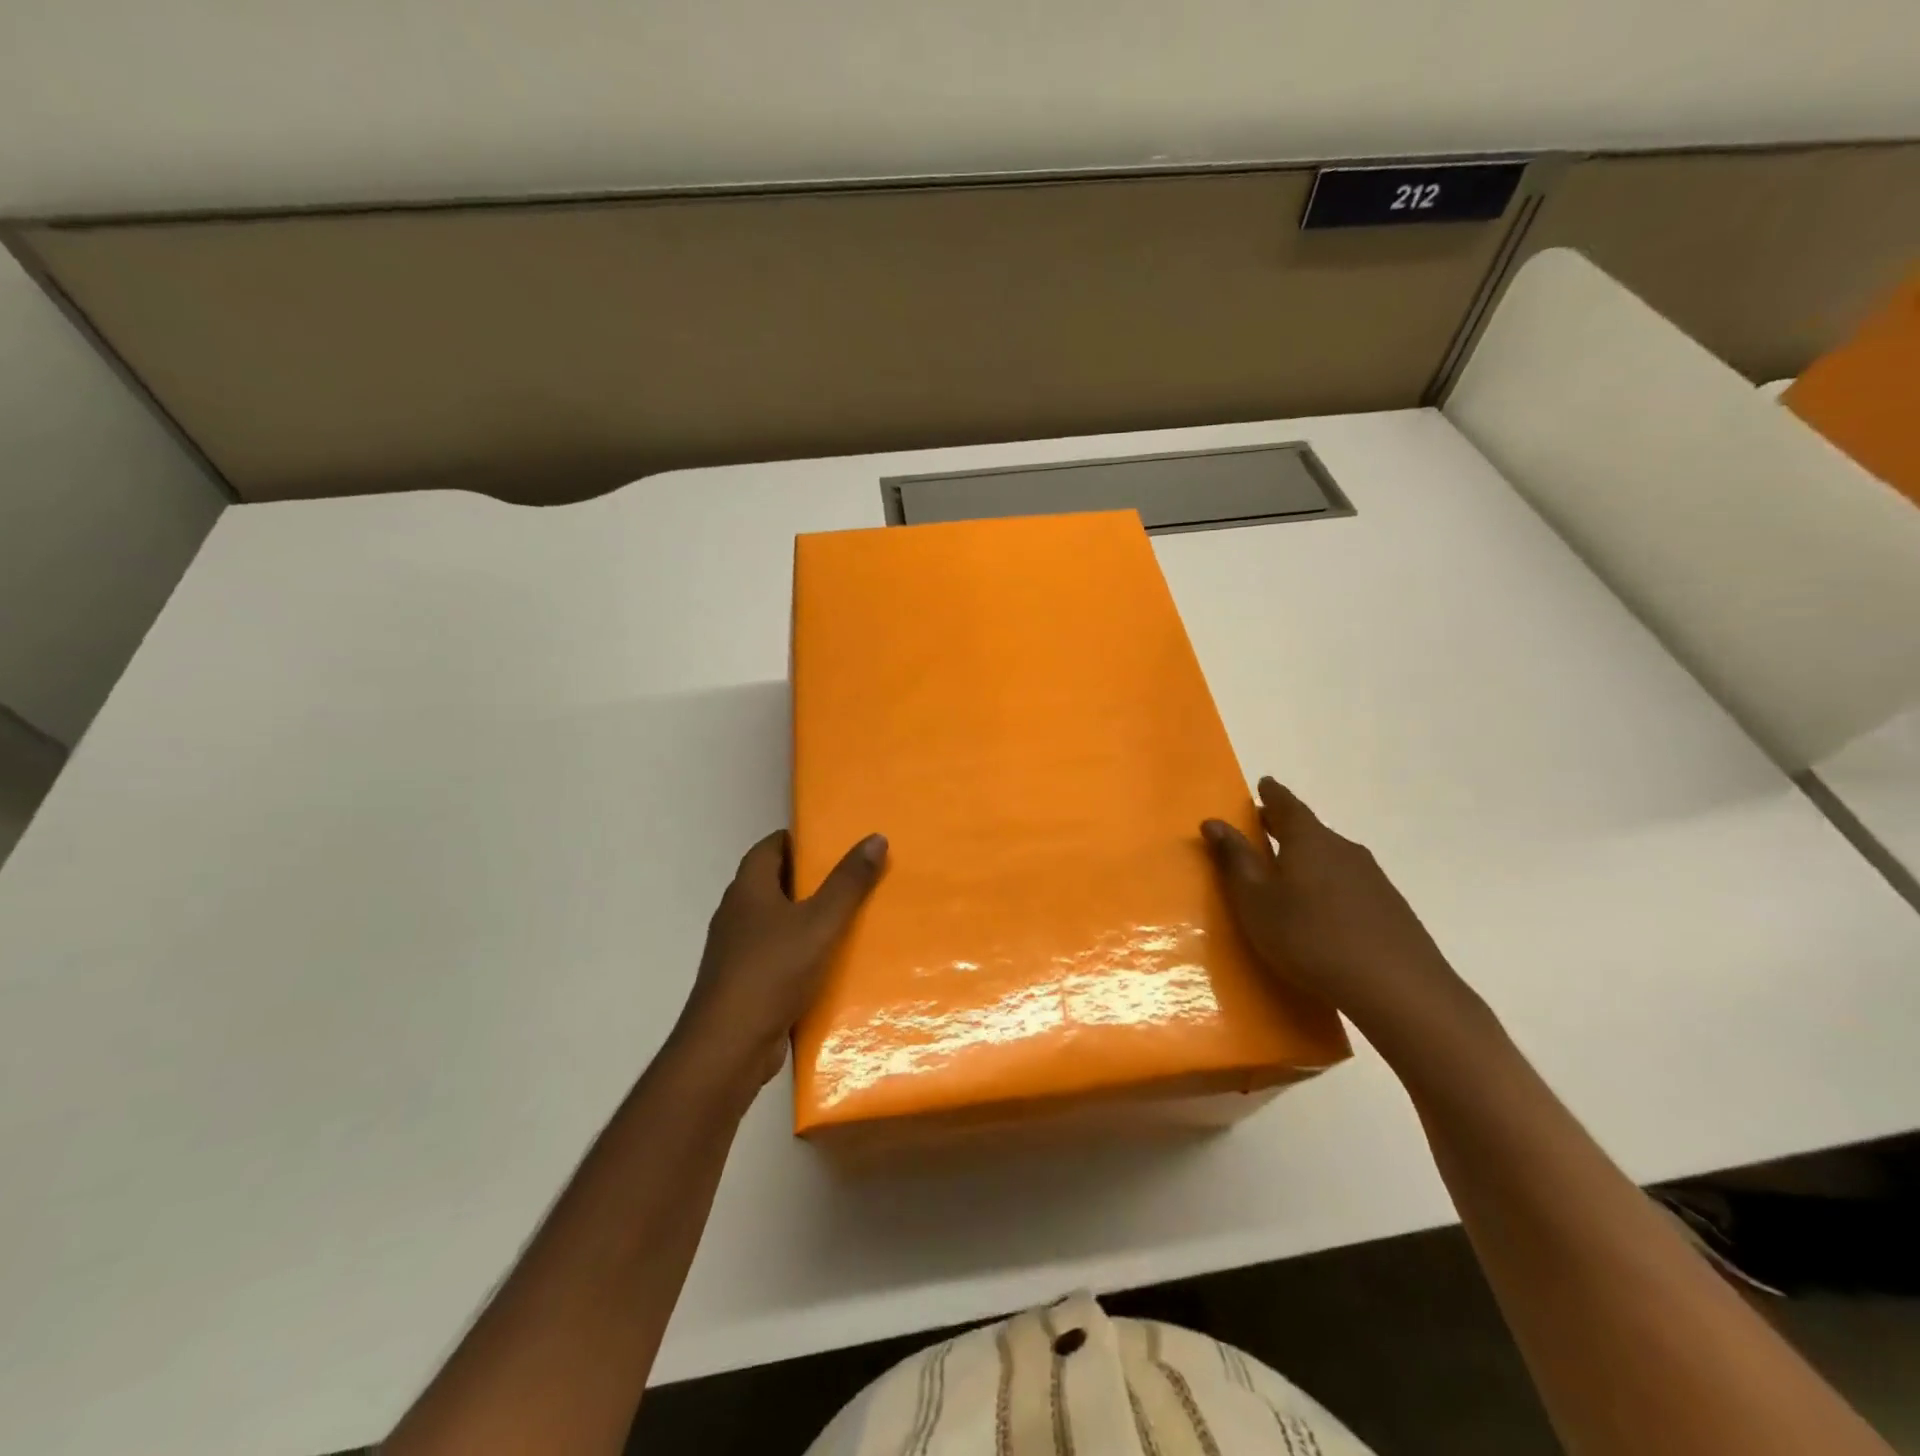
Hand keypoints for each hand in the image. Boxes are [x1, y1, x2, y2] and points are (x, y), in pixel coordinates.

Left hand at [672, 829, 888, 1089]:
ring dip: (802, 918)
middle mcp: (736, 914)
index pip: (769, 848)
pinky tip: (825, 964)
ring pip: (773, 922)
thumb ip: (848, 882)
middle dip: (806, 879)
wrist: (729, 1046)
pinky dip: (797, 952)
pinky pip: (773, 955)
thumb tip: (876, 837)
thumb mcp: (820, 922)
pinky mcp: (741, 983)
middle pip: (771, 883)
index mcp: (748, 889)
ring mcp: (735, 951)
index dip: (797, 840)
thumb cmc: (773, 971)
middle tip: (848, 877)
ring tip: (844, 918)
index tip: (830, 842)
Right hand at [1202, 778, 1474, 1039]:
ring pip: (1331, 856)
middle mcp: (1343, 849)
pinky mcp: (1390, 908)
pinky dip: (1328, 883)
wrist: (1397, 988)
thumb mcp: (1256, 901)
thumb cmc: (1310, 937)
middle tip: (1264, 826)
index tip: (1263, 784)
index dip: (1271, 794)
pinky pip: (1349, 883)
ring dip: (1308, 857)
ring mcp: (1372, 878)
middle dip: (1284, 825)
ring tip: (1288, 871)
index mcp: (1308, 840)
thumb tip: (1213, 821)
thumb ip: (1235, 860)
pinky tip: (1323, 910)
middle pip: (1310, 829)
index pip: (1286, 805)